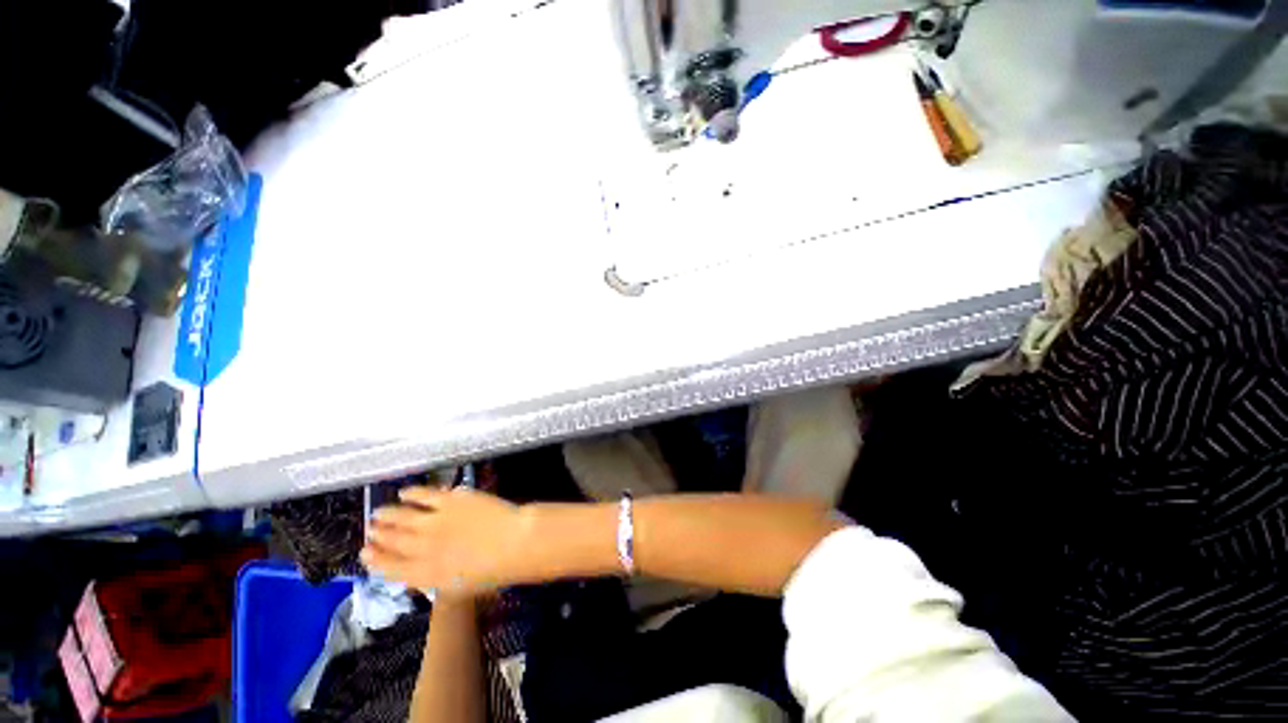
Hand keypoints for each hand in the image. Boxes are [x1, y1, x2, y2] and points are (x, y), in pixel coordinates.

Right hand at [362, 486, 525, 593]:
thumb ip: (437, 580)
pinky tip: (404, 492)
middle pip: (393, 541)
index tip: (364, 553)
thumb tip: (423, 574)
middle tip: (370, 530)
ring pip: (402, 517)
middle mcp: (422, 549)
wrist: (513, 542)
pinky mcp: (450, 500)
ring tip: (377, 514)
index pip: (390, 568)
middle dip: (379, 536)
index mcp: (424, 575)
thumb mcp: (459, 589)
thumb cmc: (494, 572)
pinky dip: (412, 493)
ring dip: (387, 515)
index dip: (375, 560)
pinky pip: (424, 495)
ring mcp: (435, 522)